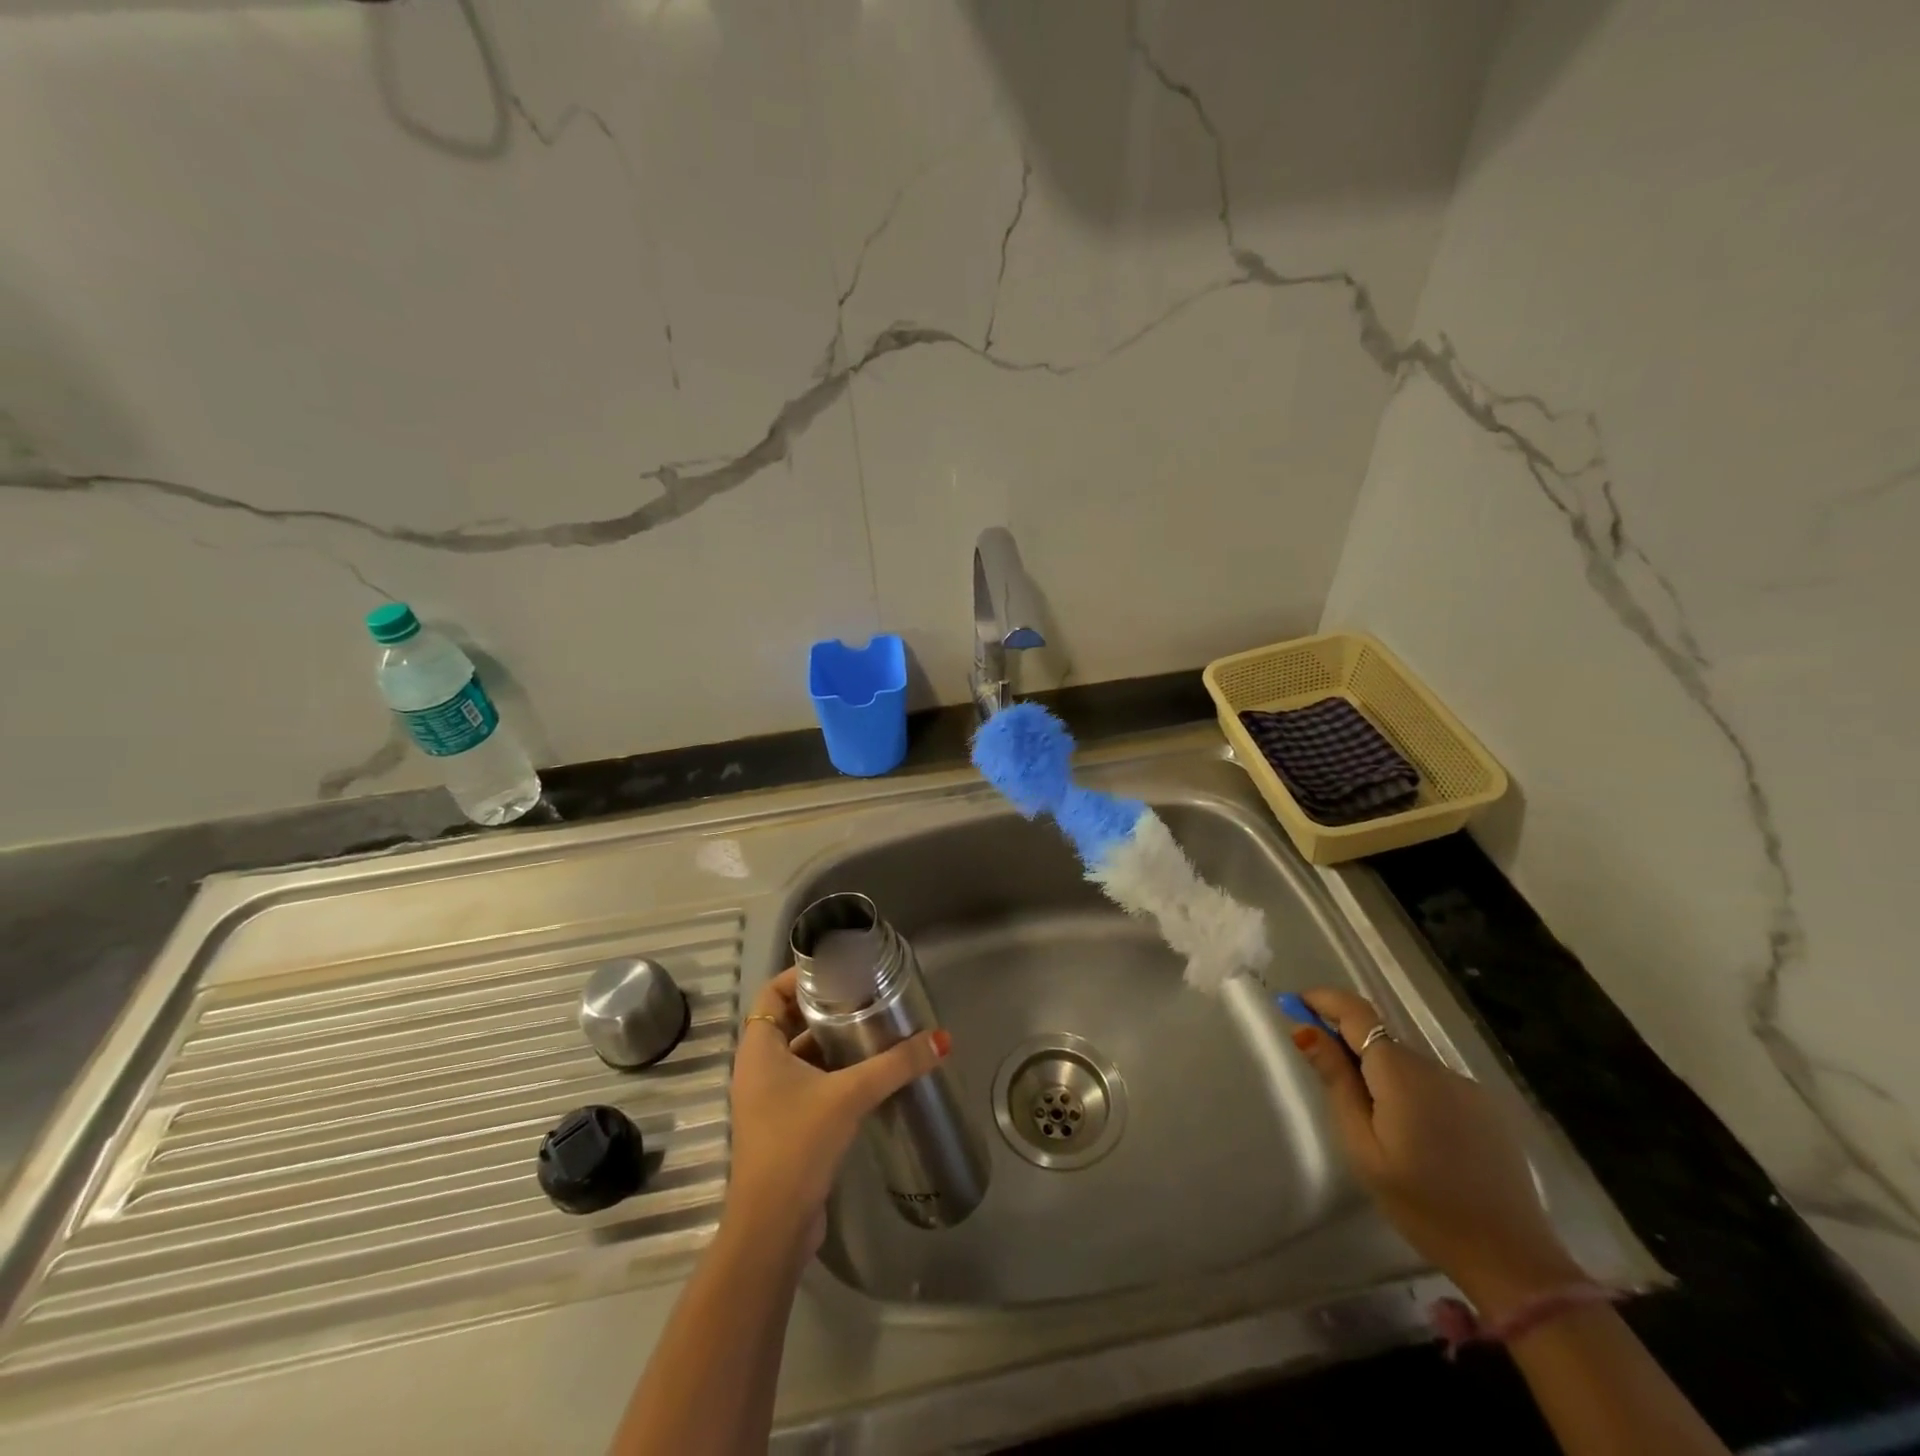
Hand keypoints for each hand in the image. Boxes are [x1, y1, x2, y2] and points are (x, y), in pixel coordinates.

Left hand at [727, 968, 949, 1254]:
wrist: (773, 1227)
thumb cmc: (798, 1144)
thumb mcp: (850, 1095)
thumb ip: (896, 1065)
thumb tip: (941, 1040)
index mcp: (759, 1049)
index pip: (773, 992)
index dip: (800, 975)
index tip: (839, 968)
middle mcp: (758, 1068)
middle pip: (789, 1019)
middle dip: (825, 1006)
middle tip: (865, 994)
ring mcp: (769, 1099)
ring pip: (801, 1053)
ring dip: (832, 1041)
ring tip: (873, 1027)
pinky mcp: (784, 1125)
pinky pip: (808, 1082)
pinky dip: (833, 1071)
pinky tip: (868, 1073)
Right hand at [1292, 986, 1585, 1317]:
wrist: (1512, 1260)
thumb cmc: (1422, 1206)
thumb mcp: (1363, 1147)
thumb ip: (1336, 1082)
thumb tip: (1305, 1029)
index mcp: (1401, 1074)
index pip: (1356, 1012)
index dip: (1322, 1000)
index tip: (1293, 1005)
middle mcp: (1435, 1067)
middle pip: (1379, 1039)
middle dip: (1347, 1047)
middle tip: (1325, 1081)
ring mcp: (1466, 1086)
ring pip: (1406, 1063)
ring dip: (1380, 1074)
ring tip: (1375, 1126)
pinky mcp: (1486, 1107)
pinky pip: (1432, 1083)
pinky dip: (1410, 1091)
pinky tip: (1415, 1136)